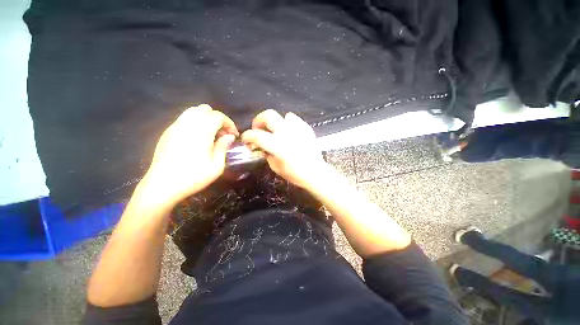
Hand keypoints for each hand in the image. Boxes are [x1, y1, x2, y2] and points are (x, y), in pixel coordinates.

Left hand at [138, 105, 238, 206]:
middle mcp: (187, 125)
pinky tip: (196, 138)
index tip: (233, 135)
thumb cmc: (193, 177)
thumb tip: (229, 136)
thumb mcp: (216, 166)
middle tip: (222, 134)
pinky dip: (194, 123)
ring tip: (210, 134)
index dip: (229, 123)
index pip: (218, 116)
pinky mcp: (167, 132)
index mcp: (201, 133)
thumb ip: (223, 147)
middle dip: (217, 118)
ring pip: (192, 111)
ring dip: (205, 119)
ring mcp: (174, 127)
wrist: (162, 186)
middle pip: (204, 109)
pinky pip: (183, 119)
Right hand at [241, 109, 327, 188]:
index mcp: (278, 145)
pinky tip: (289, 132)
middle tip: (258, 129)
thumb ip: (266, 154)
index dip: (247, 136)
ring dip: (275, 122)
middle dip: (259, 120)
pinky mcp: (306, 128)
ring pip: (283, 115)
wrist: (315, 172)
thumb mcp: (276, 167)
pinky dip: (288, 123)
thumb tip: (261, 147)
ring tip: (275, 131)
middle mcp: (287, 133)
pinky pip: (294, 120)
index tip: (245, 139)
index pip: (257, 135)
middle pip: (269, 115)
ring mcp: (298, 129)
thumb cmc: (295, 173)